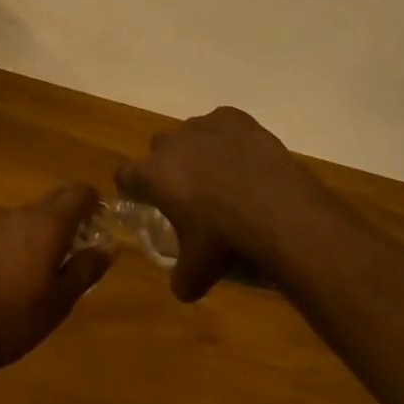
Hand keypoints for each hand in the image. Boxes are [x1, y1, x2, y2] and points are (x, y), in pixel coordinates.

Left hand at [0, 184, 113, 380]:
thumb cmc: (15, 317)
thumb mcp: (61, 300)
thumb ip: (87, 269)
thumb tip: (110, 246)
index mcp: (49, 223)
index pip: (80, 192)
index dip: (96, 202)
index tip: (103, 225)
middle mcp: (26, 214)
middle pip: (58, 198)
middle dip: (75, 213)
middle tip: (85, 245)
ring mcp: (1, 224)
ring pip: (37, 213)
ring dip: (52, 227)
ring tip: (58, 263)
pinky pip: (17, 227)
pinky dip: (30, 238)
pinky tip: (27, 271)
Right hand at [118, 106, 342, 301]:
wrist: (278, 211)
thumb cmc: (226, 240)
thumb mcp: (197, 273)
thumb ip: (180, 278)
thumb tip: (181, 286)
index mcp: (154, 174)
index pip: (126, 175)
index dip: (133, 189)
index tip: (143, 201)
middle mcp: (172, 142)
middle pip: (159, 149)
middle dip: (169, 167)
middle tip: (189, 194)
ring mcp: (204, 125)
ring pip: (191, 135)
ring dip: (199, 151)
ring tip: (224, 178)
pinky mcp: (234, 117)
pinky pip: (222, 125)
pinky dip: (228, 139)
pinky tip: (246, 161)